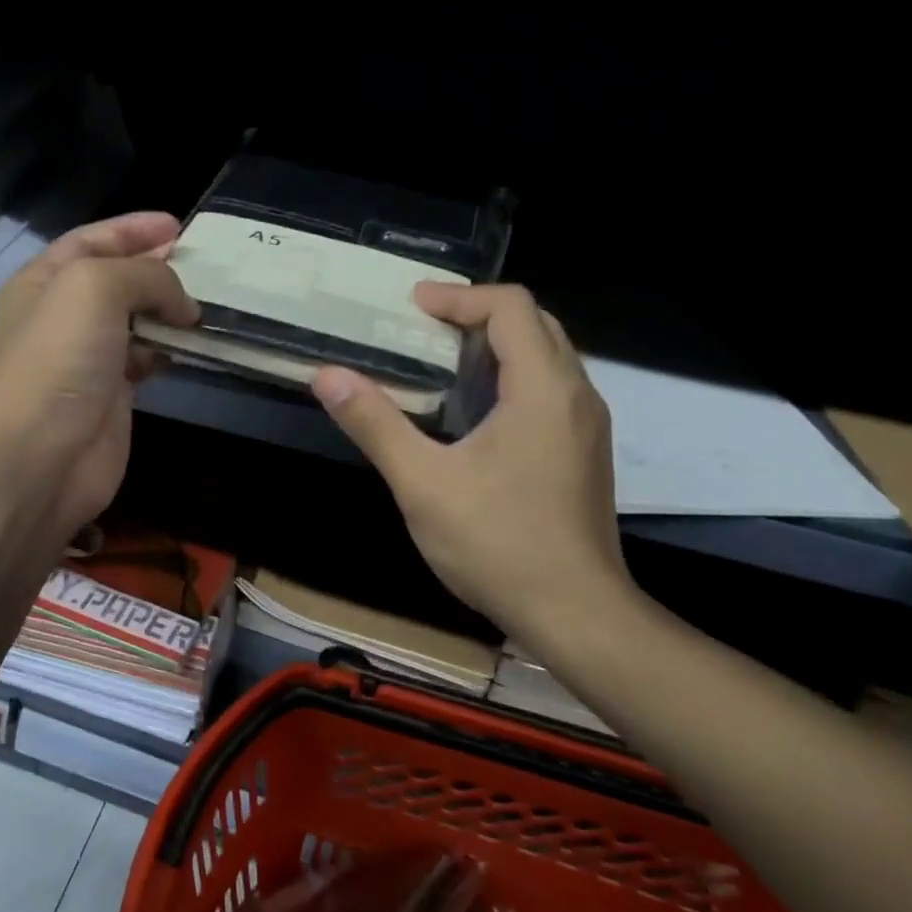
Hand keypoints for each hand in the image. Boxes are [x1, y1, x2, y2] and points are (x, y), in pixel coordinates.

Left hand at [0, 213, 197, 536]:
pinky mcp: (112, 395)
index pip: (92, 240)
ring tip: (207, 303)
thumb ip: (145, 276)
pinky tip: (193, 344)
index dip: (134, 229)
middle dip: (157, 267)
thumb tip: (183, 305)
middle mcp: (63, 315)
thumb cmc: (59, 359)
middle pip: (117, 278)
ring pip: (135, 320)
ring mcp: (87, 357)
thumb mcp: (96, 287)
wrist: (42, 455)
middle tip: (203, 262)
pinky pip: (146, 358)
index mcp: (44, 280)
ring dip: (169, 310)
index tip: (180, 226)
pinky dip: (170, 348)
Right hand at [310, 283, 639, 650]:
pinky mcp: (583, 454)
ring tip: (441, 362)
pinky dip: (511, 378)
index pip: (511, 306)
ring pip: (546, 359)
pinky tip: (473, 414)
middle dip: (478, 315)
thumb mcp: (423, 483)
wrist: (576, 615)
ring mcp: (585, 427)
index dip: (459, 297)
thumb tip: (327, 375)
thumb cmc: (498, 544)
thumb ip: (375, 424)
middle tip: (423, 329)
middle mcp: (575, 396)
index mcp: (543, 389)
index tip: (412, 306)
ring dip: (497, 346)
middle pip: (535, 324)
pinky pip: (549, 391)